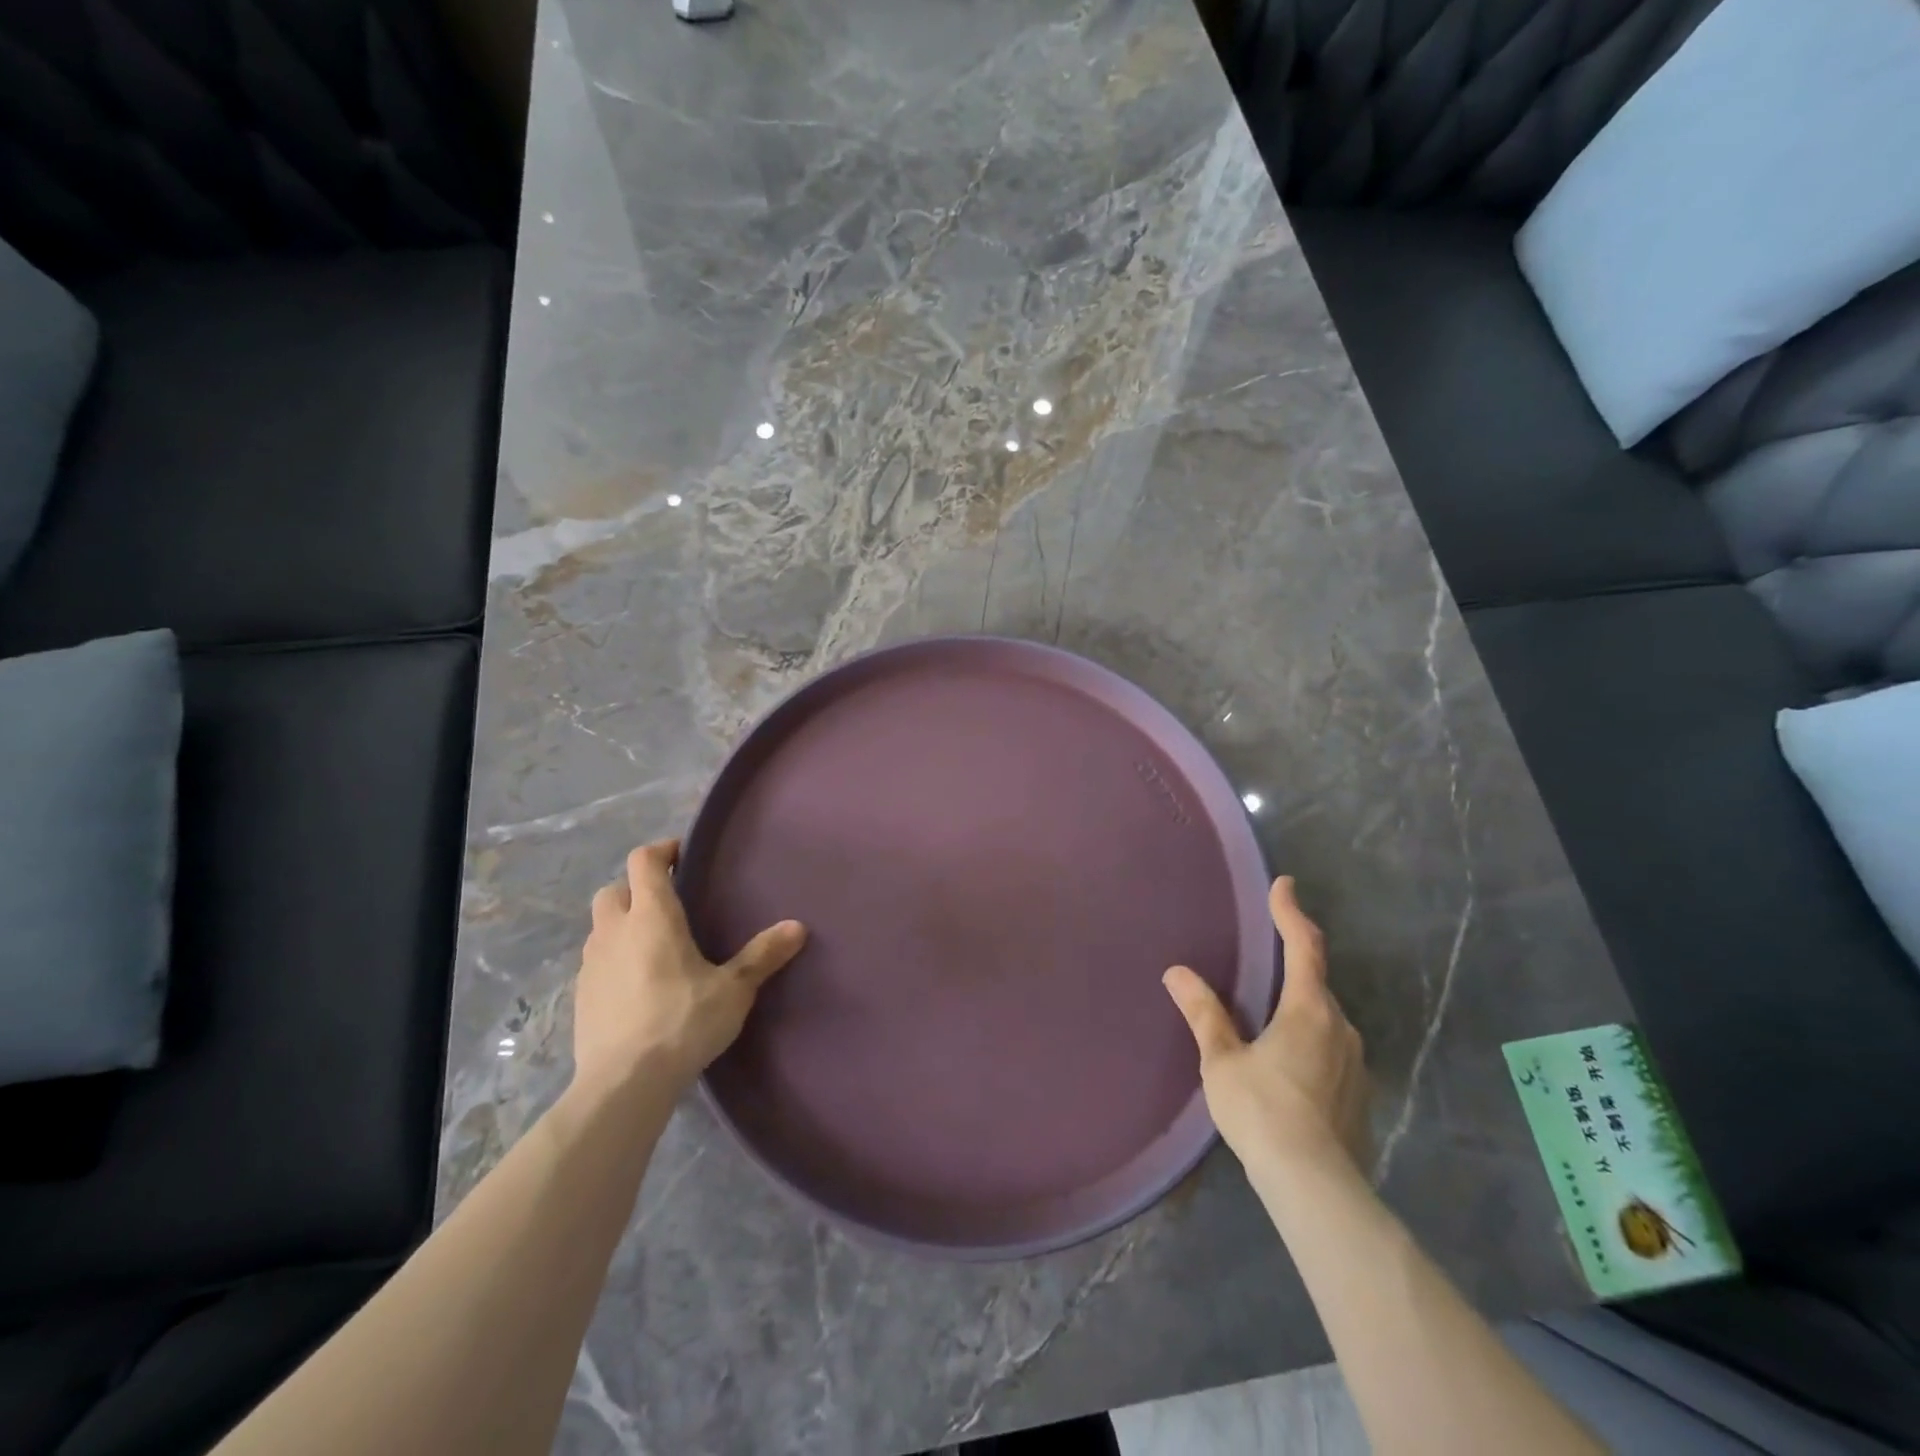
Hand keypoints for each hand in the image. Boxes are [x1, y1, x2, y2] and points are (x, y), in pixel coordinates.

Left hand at [573, 840, 805, 1096]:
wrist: (623, 1083)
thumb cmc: (682, 1022)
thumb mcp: (733, 990)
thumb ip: (763, 955)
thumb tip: (798, 926)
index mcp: (652, 917)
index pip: (644, 861)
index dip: (662, 850)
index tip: (683, 855)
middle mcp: (615, 930)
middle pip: (615, 889)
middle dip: (637, 887)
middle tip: (668, 903)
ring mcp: (591, 963)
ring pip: (601, 925)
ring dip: (623, 923)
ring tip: (654, 944)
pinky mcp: (581, 995)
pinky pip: (596, 960)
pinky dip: (614, 958)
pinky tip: (637, 984)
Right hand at [1163, 876, 1369, 1177]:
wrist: (1316, 1186)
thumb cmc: (1263, 1110)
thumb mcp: (1222, 1060)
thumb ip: (1204, 1013)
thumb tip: (1177, 972)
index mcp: (1308, 1009)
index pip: (1303, 946)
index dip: (1291, 912)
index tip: (1284, 884)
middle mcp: (1340, 1027)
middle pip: (1317, 980)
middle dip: (1296, 957)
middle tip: (1274, 942)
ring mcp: (1355, 1062)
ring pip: (1326, 1016)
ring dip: (1301, 1001)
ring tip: (1272, 1006)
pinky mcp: (1359, 1093)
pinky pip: (1331, 1046)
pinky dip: (1310, 1035)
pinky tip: (1289, 1058)